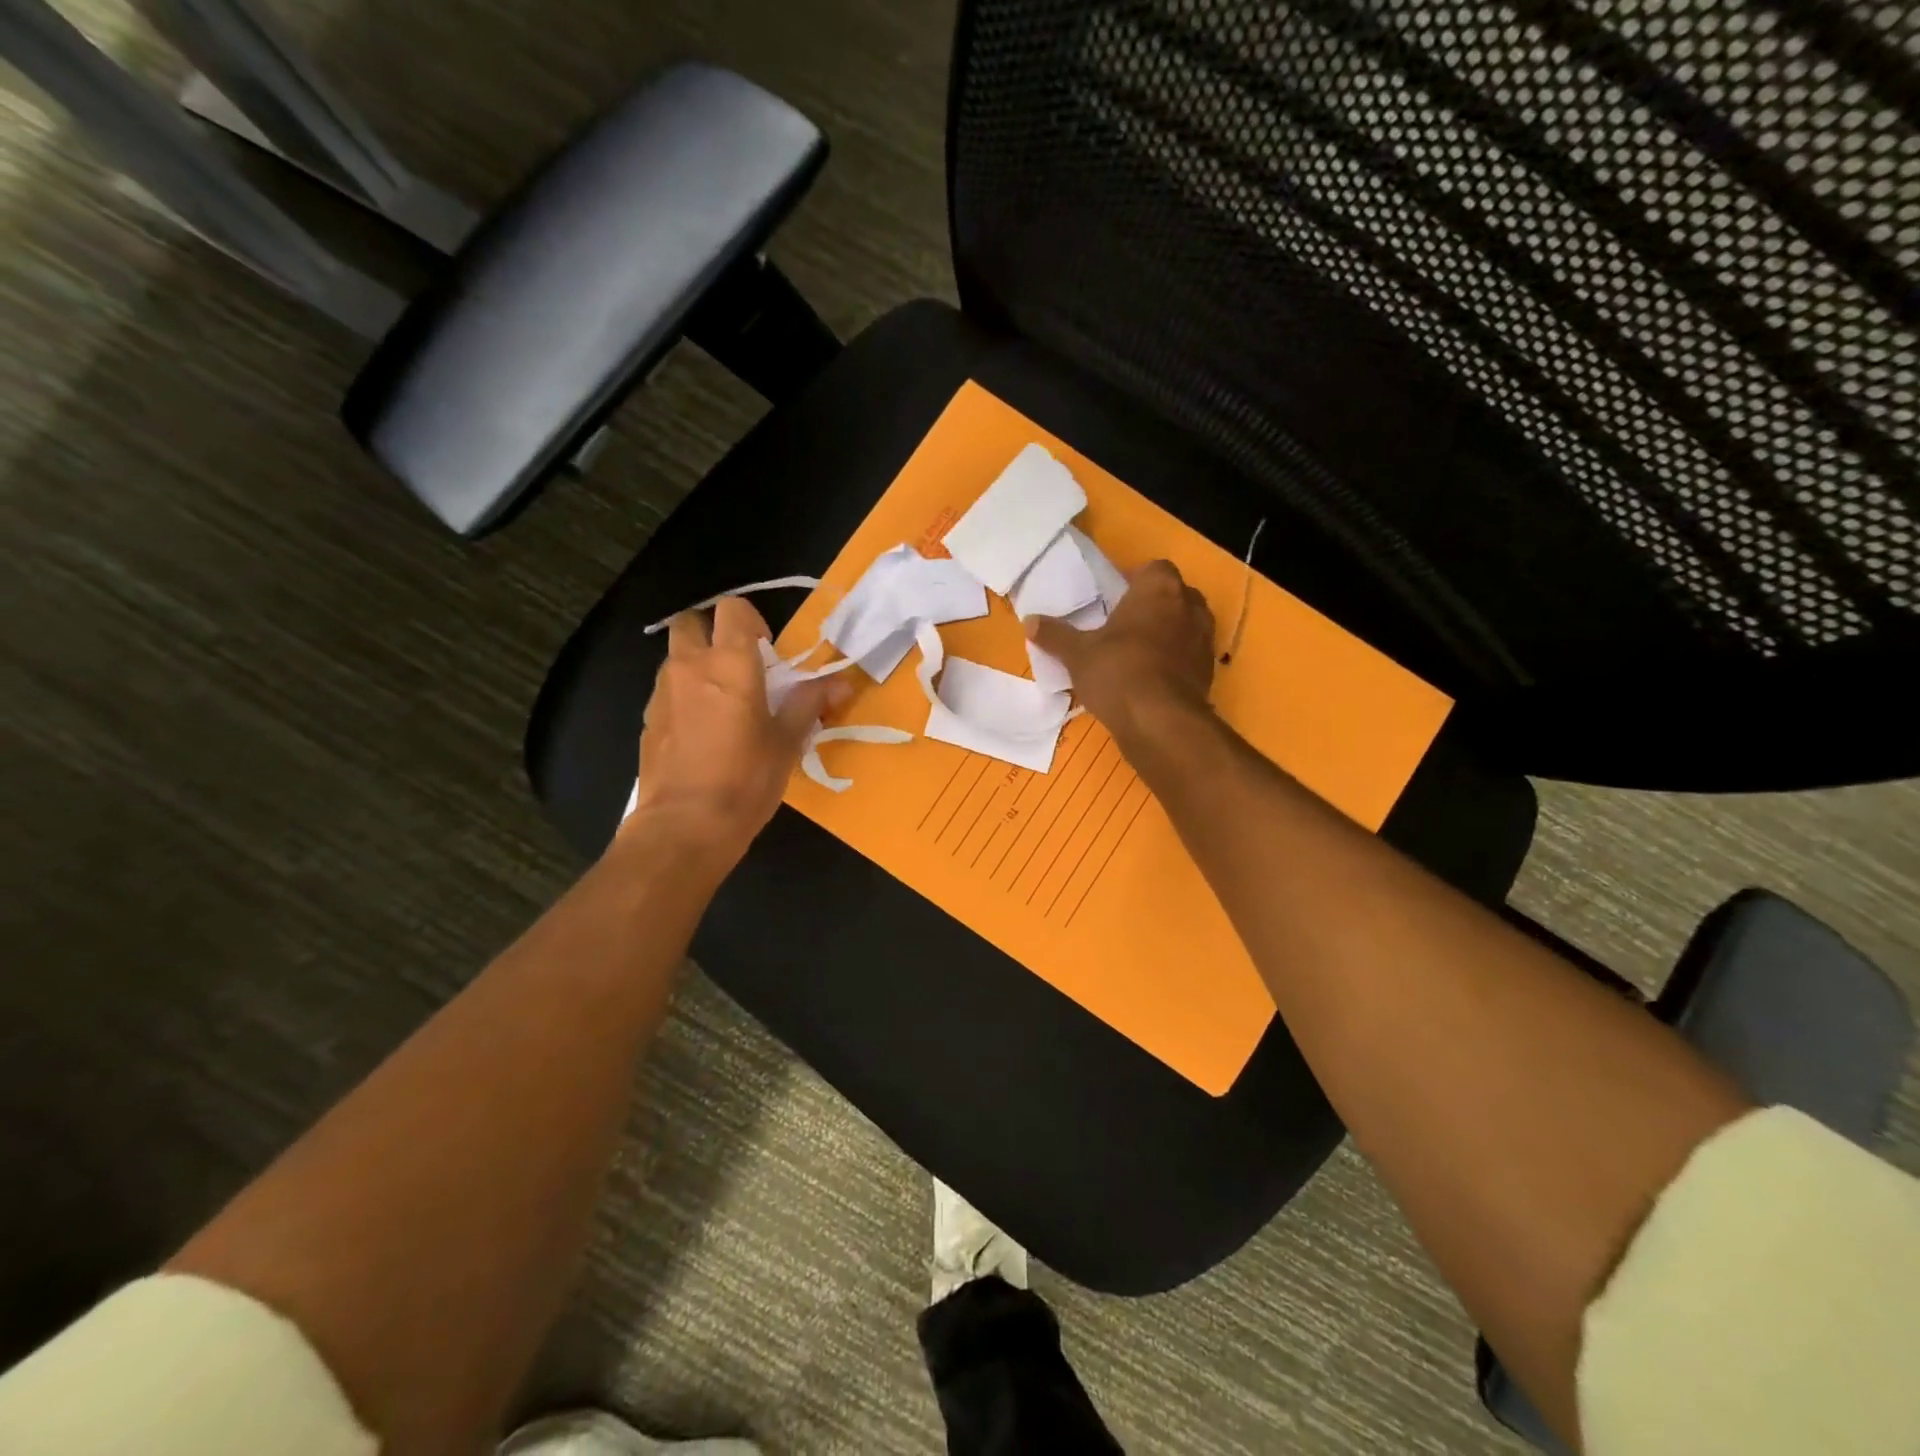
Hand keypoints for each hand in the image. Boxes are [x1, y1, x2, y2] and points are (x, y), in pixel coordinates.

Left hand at [626, 596, 847, 857]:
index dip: (750, 621)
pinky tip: (702, 733)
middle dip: (712, 633)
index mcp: (730, 664)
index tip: (767, 653)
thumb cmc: (746, 780)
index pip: (732, 610)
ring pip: (676, 658)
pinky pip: (667, 692)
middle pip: (690, 623)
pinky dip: (684, 697)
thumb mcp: (787, 742)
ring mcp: (662, 693)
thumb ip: (809, 704)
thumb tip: (842, 683)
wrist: (685, 826)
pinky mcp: (648, 721)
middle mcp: (689, 667)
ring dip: (697, 666)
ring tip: (722, 704)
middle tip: (738, 668)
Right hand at [1027, 560, 1215, 738]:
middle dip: (1154, 606)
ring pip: (1186, 626)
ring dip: (1168, 634)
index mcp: (1159, 589)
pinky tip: (1151, 679)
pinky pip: (1190, 656)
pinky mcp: (1209, 672)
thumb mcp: (1077, 653)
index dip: (1136, 581)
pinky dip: (1175, 662)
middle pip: (1174, 595)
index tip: (1116, 599)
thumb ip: (1055, 635)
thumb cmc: (1117, 671)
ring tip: (1138, 652)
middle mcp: (1189, 606)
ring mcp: (1204, 640)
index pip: (1155, 569)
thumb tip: (1029, 620)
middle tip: (1125, 625)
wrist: (1160, 721)